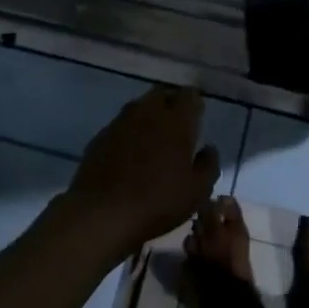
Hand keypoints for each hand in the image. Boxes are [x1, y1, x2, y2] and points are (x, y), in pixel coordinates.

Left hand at [55, 85, 220, 254]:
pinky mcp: (100, 137)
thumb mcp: (197, 191)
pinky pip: (120, 124)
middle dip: (171, 102)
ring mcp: (120, 123)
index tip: (197, 116)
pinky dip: (129, 131)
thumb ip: (208, 165)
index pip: (188, 95)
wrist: (101, 214)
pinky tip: (130, 152)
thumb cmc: (158, 202)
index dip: (194, 102)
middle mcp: (148, 113)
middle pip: (161, 93)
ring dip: (149, 114)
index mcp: (176, 121)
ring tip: (153, 137)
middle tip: (177, 123)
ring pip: (139, 106)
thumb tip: (209, 148)